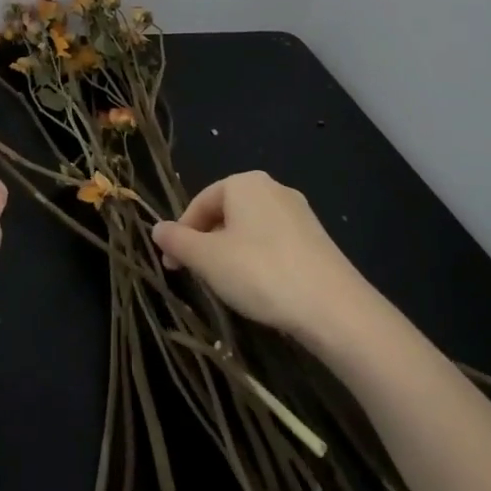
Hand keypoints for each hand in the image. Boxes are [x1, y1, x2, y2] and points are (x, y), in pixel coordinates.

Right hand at [152, 172, 369, 338]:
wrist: (334, 307)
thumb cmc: (260, 273)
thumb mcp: (207, 259)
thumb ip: (177, 241)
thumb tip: (156, 228)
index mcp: (244, 183)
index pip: (200, 203)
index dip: (181, 234)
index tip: (172, 266)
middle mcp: (273, 188)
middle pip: (225, 213)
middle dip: (206, 243)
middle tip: (196, 276)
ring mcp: (299, 213)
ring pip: (249, 229)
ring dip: (231, 253)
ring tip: (227, 286)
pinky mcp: (316, 239)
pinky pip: (274, 243)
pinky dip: (258, 260)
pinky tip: (260, 288)